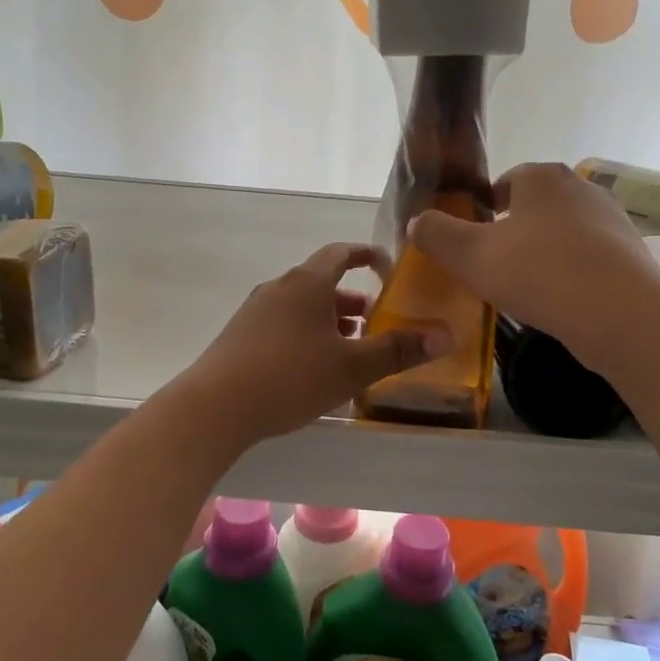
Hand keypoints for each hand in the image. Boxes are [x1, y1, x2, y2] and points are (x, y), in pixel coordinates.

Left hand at [175, 243, 447, 447]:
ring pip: (301, 306)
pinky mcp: (239, 336)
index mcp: (307, 283)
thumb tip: (444, 336)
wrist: (214, 407)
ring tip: (348, 348)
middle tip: (374, 321)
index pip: (340, 253)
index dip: (365, 255)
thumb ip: (397, 350)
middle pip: (321, 282)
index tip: (385, 264)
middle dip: (350, 299)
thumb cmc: (290, 377)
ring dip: (328, 320)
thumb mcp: (352, 367)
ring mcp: (254, 311)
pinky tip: (311, 367)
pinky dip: (304, 333)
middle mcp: (279, 288)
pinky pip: (282, 324)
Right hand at [408, 162, 659, 371]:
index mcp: (541, 177)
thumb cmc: (538, 272)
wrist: (620, 313)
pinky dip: (572, 271)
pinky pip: (589, 257)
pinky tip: (560, 300)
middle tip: (494, 265)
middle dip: (514, 230)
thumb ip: (438, 234)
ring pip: (563, 231)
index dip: (485, 208)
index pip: (505, 181)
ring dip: (544, 251)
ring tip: (526, 286)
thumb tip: (416, 221)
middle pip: (535, 206)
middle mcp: (580, 187)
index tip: (473, 240)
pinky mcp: (631, 253)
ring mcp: (611, 219)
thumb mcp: (470, 255)